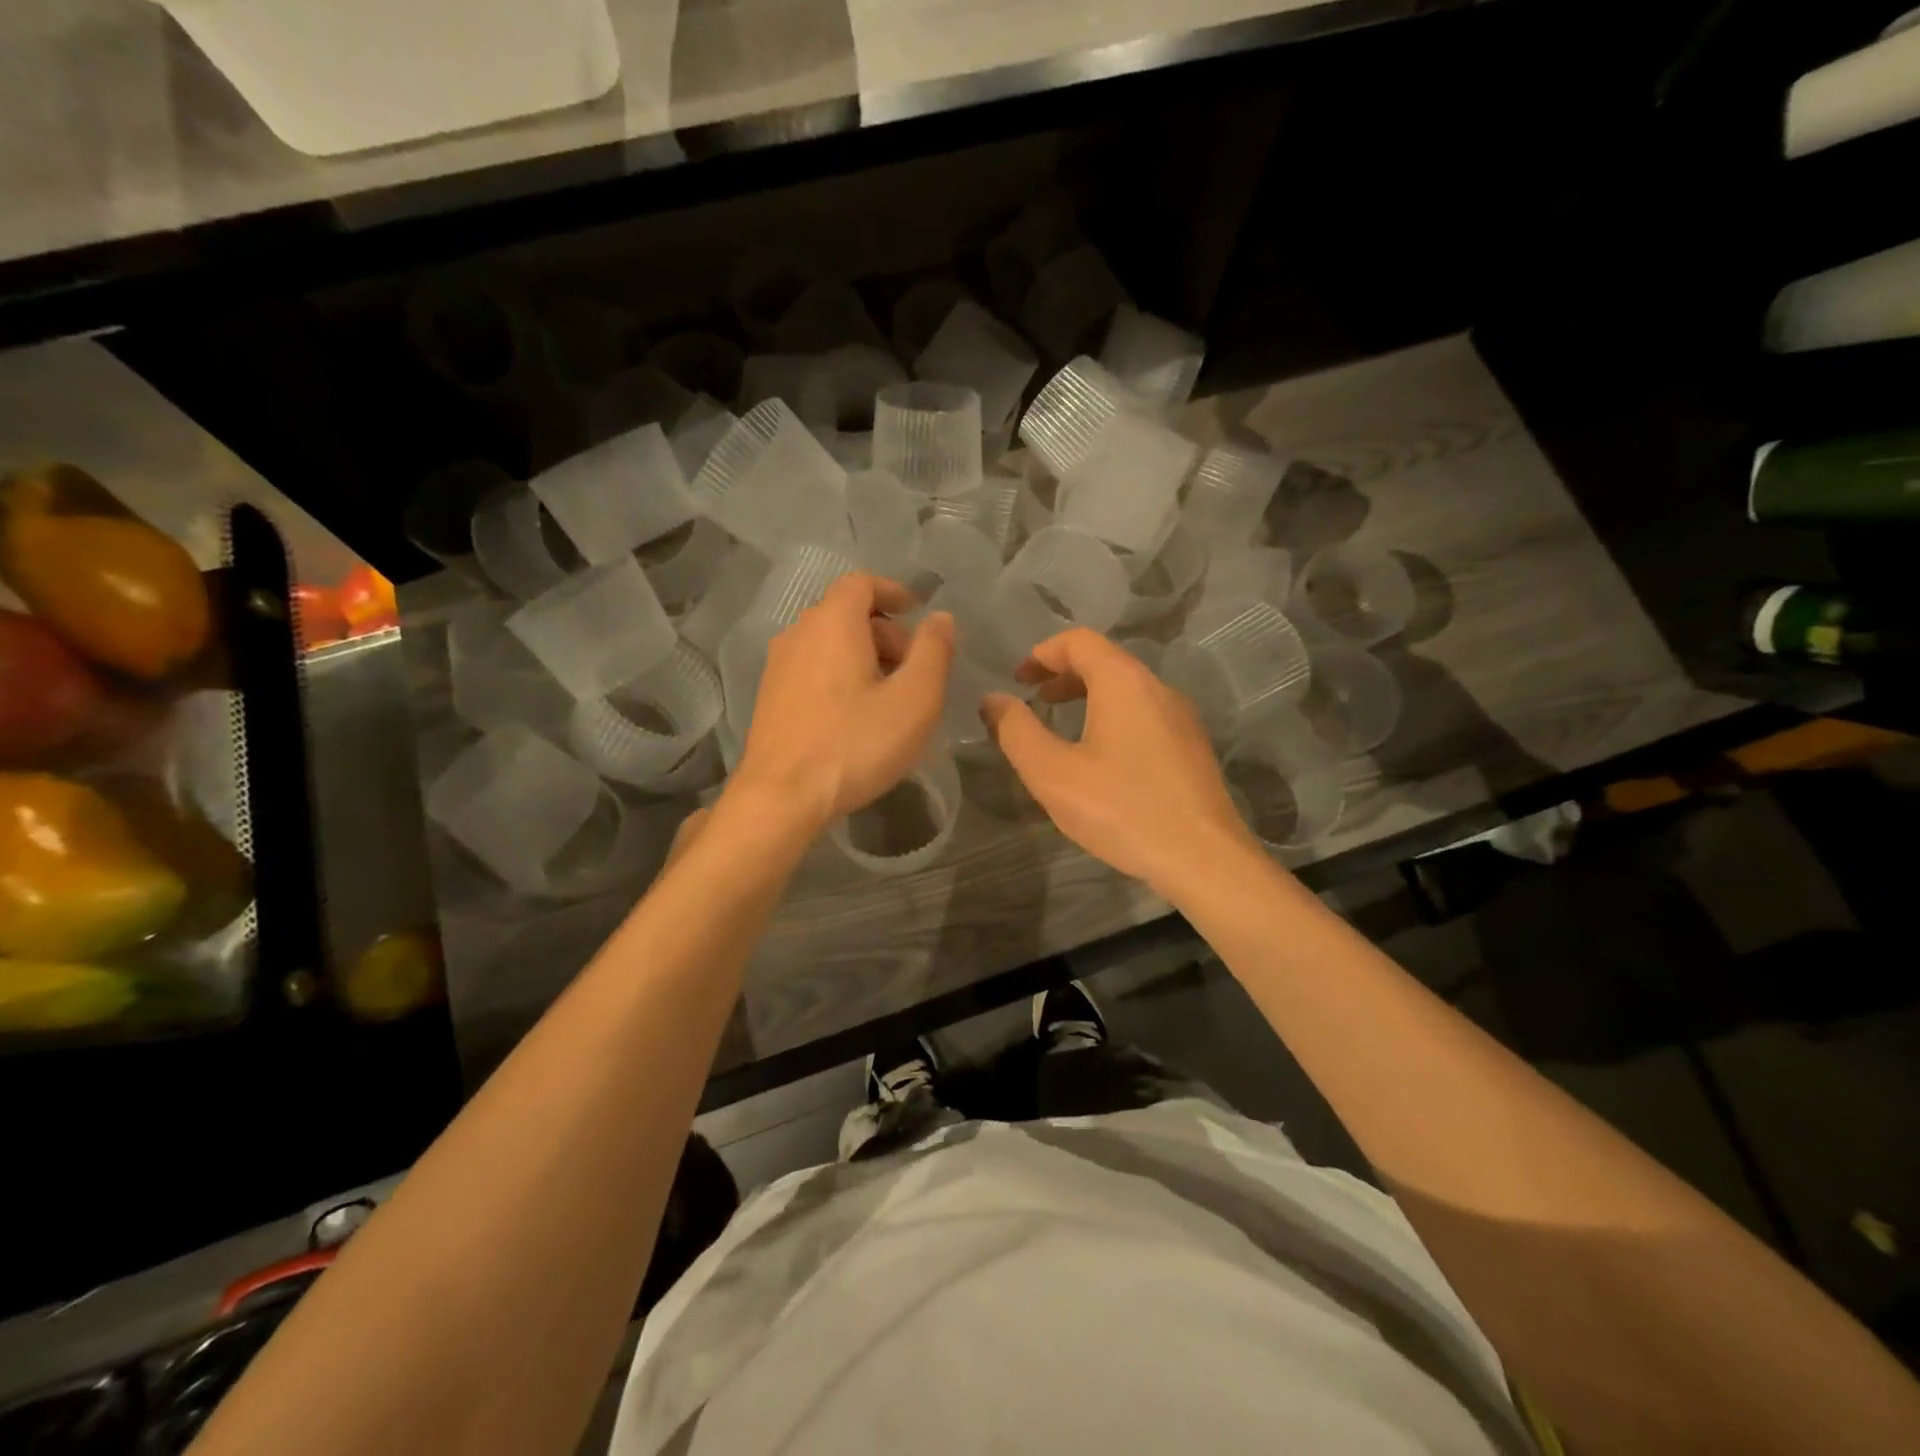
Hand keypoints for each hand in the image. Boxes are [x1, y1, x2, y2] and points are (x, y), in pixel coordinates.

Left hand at [731, 573, 954, 832]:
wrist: (781, 797)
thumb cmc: (855, 743)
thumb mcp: (914, 699)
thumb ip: (933, 651)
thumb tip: (940, 618)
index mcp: (833, 622)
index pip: (862, 583)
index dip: (894, 591)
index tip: (918, 612)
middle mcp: (799, 633)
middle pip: (847, 614)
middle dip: (886, 632)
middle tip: (913, 671)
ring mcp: (778, 666)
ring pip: (829, 643)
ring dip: (864, 657)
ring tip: (889, 698)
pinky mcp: (770, 697)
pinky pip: (813, 669)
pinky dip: (840, 676)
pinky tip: (856, 717)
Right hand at [981, 628, 1255, 896]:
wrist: (1204, 859)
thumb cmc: (1122, 809)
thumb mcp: (1053, 773)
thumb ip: (1016, 731)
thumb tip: (993, 700)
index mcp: (1124, 682)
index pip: (1080, 641)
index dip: (1043, 652)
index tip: (1018, 677)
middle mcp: (1158, 688)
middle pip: (1106, 661)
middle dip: (1064, 674)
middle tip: (1034, 698)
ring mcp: (1181, 718)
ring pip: (1128, 690)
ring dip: (1089, 696)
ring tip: (1062, 724)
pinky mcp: (1192, 748)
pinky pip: (1145, 714)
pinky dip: (1113, 717)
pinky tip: (1100, 757)